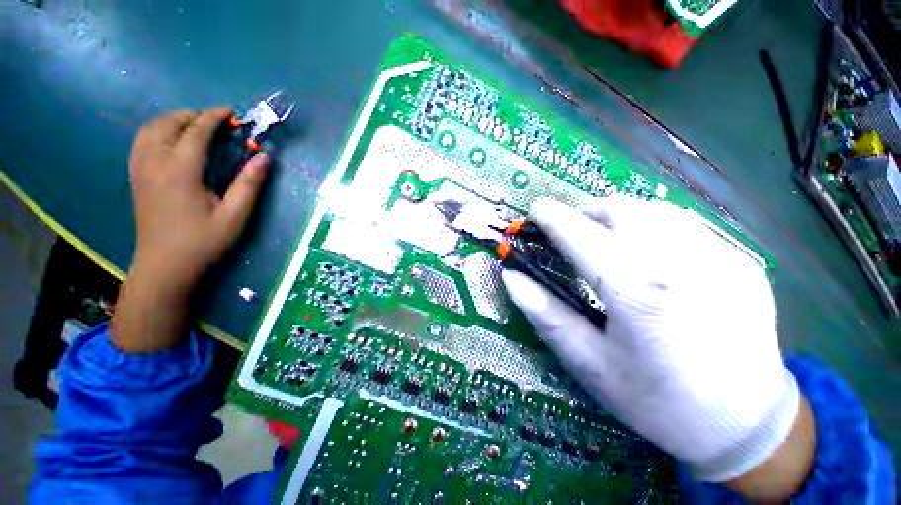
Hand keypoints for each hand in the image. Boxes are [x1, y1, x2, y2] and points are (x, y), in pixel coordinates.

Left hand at [112, 108, 268, 351]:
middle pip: (167, 123)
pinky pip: (141, 142)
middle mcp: (155, 163)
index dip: (214, 118)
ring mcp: (140, 170)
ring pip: (149, 130)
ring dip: (172, 121)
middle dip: (191, 115)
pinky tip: (172, 143)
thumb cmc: (203, 242)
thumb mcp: (235, 216)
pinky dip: (157, 132)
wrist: (164, 266)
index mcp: (180, 171)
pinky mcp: (136, 178)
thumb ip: (249, 184)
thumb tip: (264, 157)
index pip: (196, 132)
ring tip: (194, 127)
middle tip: (215, 122)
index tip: (231, 113)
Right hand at [502, 196, 812, 497]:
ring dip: (618, 216)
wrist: (747, 426)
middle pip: (618, 209)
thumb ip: (546, 314)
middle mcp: (680, 262)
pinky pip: (684, 225)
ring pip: (652, 209)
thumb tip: (511, 277)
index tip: (535, 211)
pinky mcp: (741, 261)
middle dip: (584, 213)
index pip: (580, 234)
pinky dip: (653, 227)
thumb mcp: (590, 364)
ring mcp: (720, 257)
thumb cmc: (658, 401)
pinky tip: (650, 256)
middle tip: (571, 234)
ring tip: (606, 241)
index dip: (551, 217)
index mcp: (637, 290)